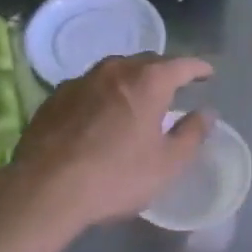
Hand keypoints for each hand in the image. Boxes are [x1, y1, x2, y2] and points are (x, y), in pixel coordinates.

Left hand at [6, 54, 214, 231]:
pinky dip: (103, 94)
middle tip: (174, 87)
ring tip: (137, 98)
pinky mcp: (55, 97)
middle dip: (164, 71)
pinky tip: (100, 114)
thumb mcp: (167, 164)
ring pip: (115, 71)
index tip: (207, 74)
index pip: (182, 65)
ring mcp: (81, 80)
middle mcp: (115, 70)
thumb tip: (206, 113)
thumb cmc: (116, 176)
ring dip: (131, 80)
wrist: (44, 189)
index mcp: (148, 81)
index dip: (198, 68)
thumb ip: (192, 134)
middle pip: (147, 62)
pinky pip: (89, 87)